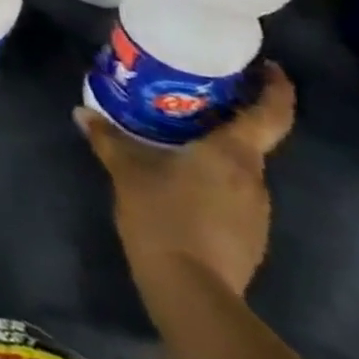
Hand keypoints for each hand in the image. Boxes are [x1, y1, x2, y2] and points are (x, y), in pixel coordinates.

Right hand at [75, 62, 295, 298]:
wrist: (190, 290)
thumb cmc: (163, 215)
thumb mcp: (127, 171)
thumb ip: (108, 139)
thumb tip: (82, 112)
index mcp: (234, 153)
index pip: (271, 113)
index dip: (276, 88)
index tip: (268, 67)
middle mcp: (254, 178)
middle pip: (252, 139)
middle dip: (228, 118)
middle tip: (193, 99)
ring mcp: (256, 211)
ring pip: (240, 169)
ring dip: (217, 153)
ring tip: (179, 140)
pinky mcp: (248, 236)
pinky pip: (233, 195)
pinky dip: (213, 181)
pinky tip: (182, 183)